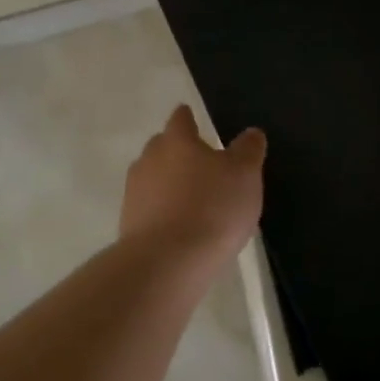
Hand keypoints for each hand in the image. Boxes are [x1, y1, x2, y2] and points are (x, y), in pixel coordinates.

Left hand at [120, 105, 265, 261]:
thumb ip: (248, 150)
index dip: (189, 117)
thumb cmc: (212, 208)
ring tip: (191, 198)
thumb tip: (250, 132)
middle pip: (162, 146)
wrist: (167, 263)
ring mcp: (134, 192)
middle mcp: (149, 159)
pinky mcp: (128, 224)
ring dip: (168, 182)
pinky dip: (162, 210)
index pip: (180, 119)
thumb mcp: (245, 175)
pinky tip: (179, 225)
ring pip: (152, 177)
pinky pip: (149, 207)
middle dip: (178, 150)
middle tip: (200, 161)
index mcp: (176, 140)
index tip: (193, 117)